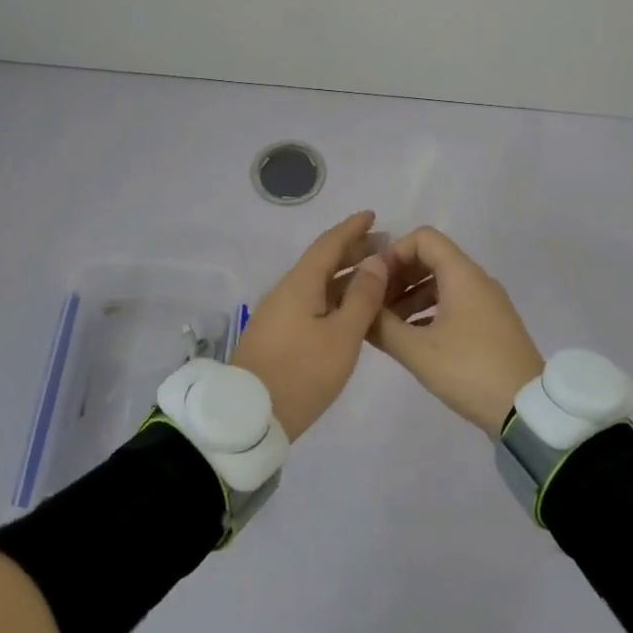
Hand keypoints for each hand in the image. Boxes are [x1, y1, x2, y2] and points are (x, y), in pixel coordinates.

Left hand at [231, 211, 390, 440]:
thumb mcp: (342, 337)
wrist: (249, 417)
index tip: (373, 215)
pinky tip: (351, 308)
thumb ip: (362, 297)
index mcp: (300, 284)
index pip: (329, 244)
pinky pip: (312, 302)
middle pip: (322, 261)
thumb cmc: (301, 373)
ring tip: (374, 275)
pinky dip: (335, 296)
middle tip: (384, 246)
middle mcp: (287, 291)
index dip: (352, 229)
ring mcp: (280, 313)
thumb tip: (375, 261)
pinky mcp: (279, 335)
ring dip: (345, 275)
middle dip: (352, 250)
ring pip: (317, 283)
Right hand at [369, 227, 545, 435]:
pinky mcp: (491, 324)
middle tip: (374, 303)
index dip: (394, 252)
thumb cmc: (469, 370)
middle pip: (431, 259)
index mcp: (462, 274)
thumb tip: (358, 308)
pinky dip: (429, 311)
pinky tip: (411, 337)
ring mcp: (487, 302)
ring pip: (441, 283)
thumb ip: (382, 326)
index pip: (424, 238)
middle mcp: (477, 280)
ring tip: (386, 324)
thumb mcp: (418, 350)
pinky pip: (454, 303)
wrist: (526, 409)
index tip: (374, 280)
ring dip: (411, 296)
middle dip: (399, 276)